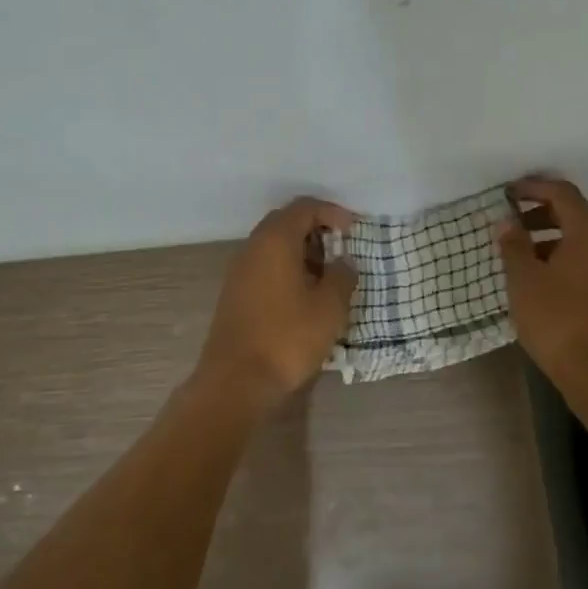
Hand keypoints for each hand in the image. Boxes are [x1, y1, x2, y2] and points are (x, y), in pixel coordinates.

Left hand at [195, 197, 357, 408]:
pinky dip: (286, 268)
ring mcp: (239, 271)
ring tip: (326, 276)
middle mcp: (252, 247)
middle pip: (285, 222)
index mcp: (275, 240)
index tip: (353, 230)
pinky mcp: (234, 293)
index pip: (304, 207)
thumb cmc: (288, 338)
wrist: (236, 380)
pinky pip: (264, 266)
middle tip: (341, 249)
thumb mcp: (329, 307)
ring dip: (301, 251)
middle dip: (316, 229)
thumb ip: (341, 276)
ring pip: (273, 246)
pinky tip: (303, 295)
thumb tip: (343, 262)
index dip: (332, 212)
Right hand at [498, 177, 587, 388]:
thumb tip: (507, 223)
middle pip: (574, 212)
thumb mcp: (524, 279)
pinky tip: (541, 274)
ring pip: (581, 237)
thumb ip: (514, 245)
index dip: (533, 187)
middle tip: (510, 220)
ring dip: (551, 235)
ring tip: (520, 249)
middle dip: (540, 211)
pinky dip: (564, 254)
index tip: (507, 193)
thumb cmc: (556, 319)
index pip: (561, 192)